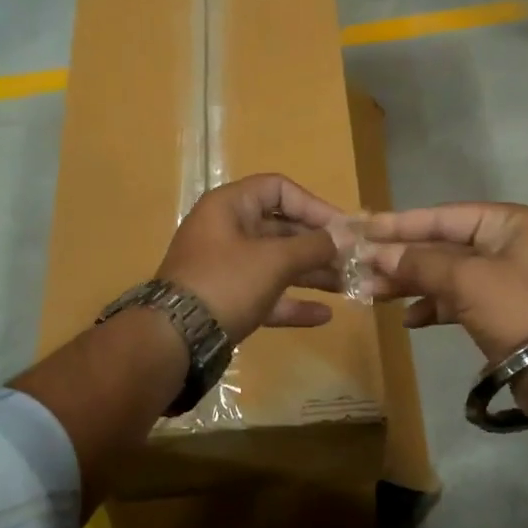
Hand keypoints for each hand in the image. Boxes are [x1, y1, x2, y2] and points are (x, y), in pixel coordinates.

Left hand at [158, 174, 345, 343]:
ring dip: (312, 274)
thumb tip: (346, 236)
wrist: (174, 339)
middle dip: (319, 245)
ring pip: (276, 264)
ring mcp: (225, 267)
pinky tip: (323, 315)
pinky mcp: (226, 300)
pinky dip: (292, 302)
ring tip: (348, 286)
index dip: (313, 204)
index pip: (278, 189)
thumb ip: (314, 246)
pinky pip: (266, 295)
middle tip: (353, 260)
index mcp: (229, 206)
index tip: (342, 227)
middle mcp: (226, 230)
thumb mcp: (274, 260)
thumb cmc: (226, 283)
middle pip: (281, 228)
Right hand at [360, 202, 527, 363]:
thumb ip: (419, 263)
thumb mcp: (466, 280)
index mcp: (507, 223)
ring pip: (446, 274)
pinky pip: (457, 300)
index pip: (444, 216)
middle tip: (361, 266)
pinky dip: (433, 307)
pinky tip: (410, 319)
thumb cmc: (518, 310)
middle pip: (442, 245)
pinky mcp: (500, 311)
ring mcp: (504, 279)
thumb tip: (377, 254)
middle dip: (402, 258)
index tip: (364, 229)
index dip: (401, 224)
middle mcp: (507, 244)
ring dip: (411, 283)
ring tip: (373, 293)